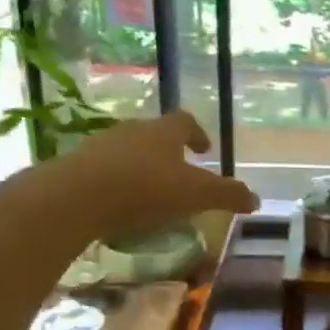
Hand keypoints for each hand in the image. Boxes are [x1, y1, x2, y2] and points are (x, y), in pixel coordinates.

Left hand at [68, 111, 258, 236]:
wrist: (74, 199)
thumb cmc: (145, 189)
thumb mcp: (196, 195)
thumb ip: (227, 195)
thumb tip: (255, 199)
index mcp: (164, 132)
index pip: (185, 122)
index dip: (198, 134)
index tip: (204, 149)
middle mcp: (132, 131)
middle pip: (155, 135)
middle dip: (169, 152)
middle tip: (181, 173)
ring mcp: (100, 146)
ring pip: (128, 152)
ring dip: (141, 167)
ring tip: (151, 193)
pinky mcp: (75, 167)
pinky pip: (104, 172)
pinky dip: (117, 184)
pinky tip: (120, 207)